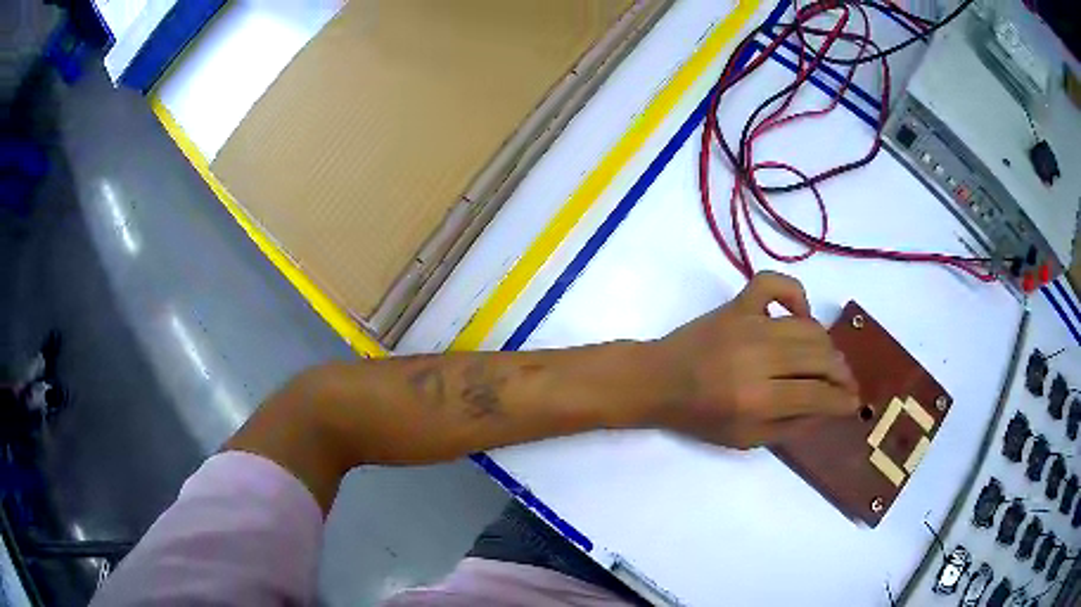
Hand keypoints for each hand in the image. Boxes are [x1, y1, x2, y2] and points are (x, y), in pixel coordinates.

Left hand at [648, 272, 859, 448]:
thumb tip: (827, 408)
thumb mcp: (744, 438)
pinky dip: (795, 294)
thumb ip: (790, 426)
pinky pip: (775, 283)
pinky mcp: (737, 304)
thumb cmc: (699, 417)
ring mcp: (748, 324)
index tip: (854, 403)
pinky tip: (800, 315)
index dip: (843, 400)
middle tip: (845, 384)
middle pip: (820, 357)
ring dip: (827, 345)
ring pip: (808, 326)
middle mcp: (758, 358)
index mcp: (757, 399)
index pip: (817, 394)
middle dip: (842, 373)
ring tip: (829, 361)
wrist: (656, 380)